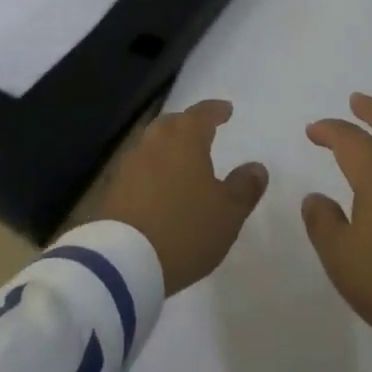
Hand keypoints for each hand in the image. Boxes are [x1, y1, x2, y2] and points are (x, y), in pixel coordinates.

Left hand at [95, 99, 268, 295]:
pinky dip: (152, 170)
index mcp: (185, 139)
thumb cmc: (184, 229)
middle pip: (173, 123)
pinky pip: (139, 169)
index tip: (226, 110)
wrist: (122, 262)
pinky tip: (159, 187)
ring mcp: (130, 164)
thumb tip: (257, 167)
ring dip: (168, 147)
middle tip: (201, 132)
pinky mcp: (113, 189)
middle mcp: (155, 142)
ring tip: (181, 160)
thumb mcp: (227, 213)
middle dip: (188, 125)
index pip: (202, 114)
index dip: (216, 110)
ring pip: (153, 144)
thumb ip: (244, 187)